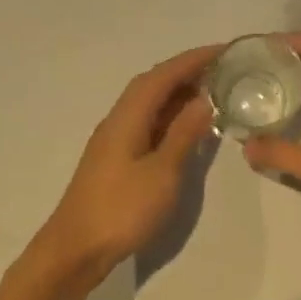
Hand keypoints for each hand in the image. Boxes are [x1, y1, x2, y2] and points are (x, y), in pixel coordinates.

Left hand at [24, 44, 221, 293]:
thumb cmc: (122, 210)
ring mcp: (114, 139)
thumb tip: (205, 100)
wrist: (75, 248)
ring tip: (214, 93)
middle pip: (153, 84)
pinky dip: (170, 117)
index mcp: (127, 116)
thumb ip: (183, 134)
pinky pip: (147, 123)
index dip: (194, 59)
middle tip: (225, 71)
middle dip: (187, 72)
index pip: (163, 75)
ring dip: (179, 94)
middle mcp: (118, 119)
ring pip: (149, 104)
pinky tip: (187, 127)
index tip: (225, 50)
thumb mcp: (162, 173)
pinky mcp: (116, 158)